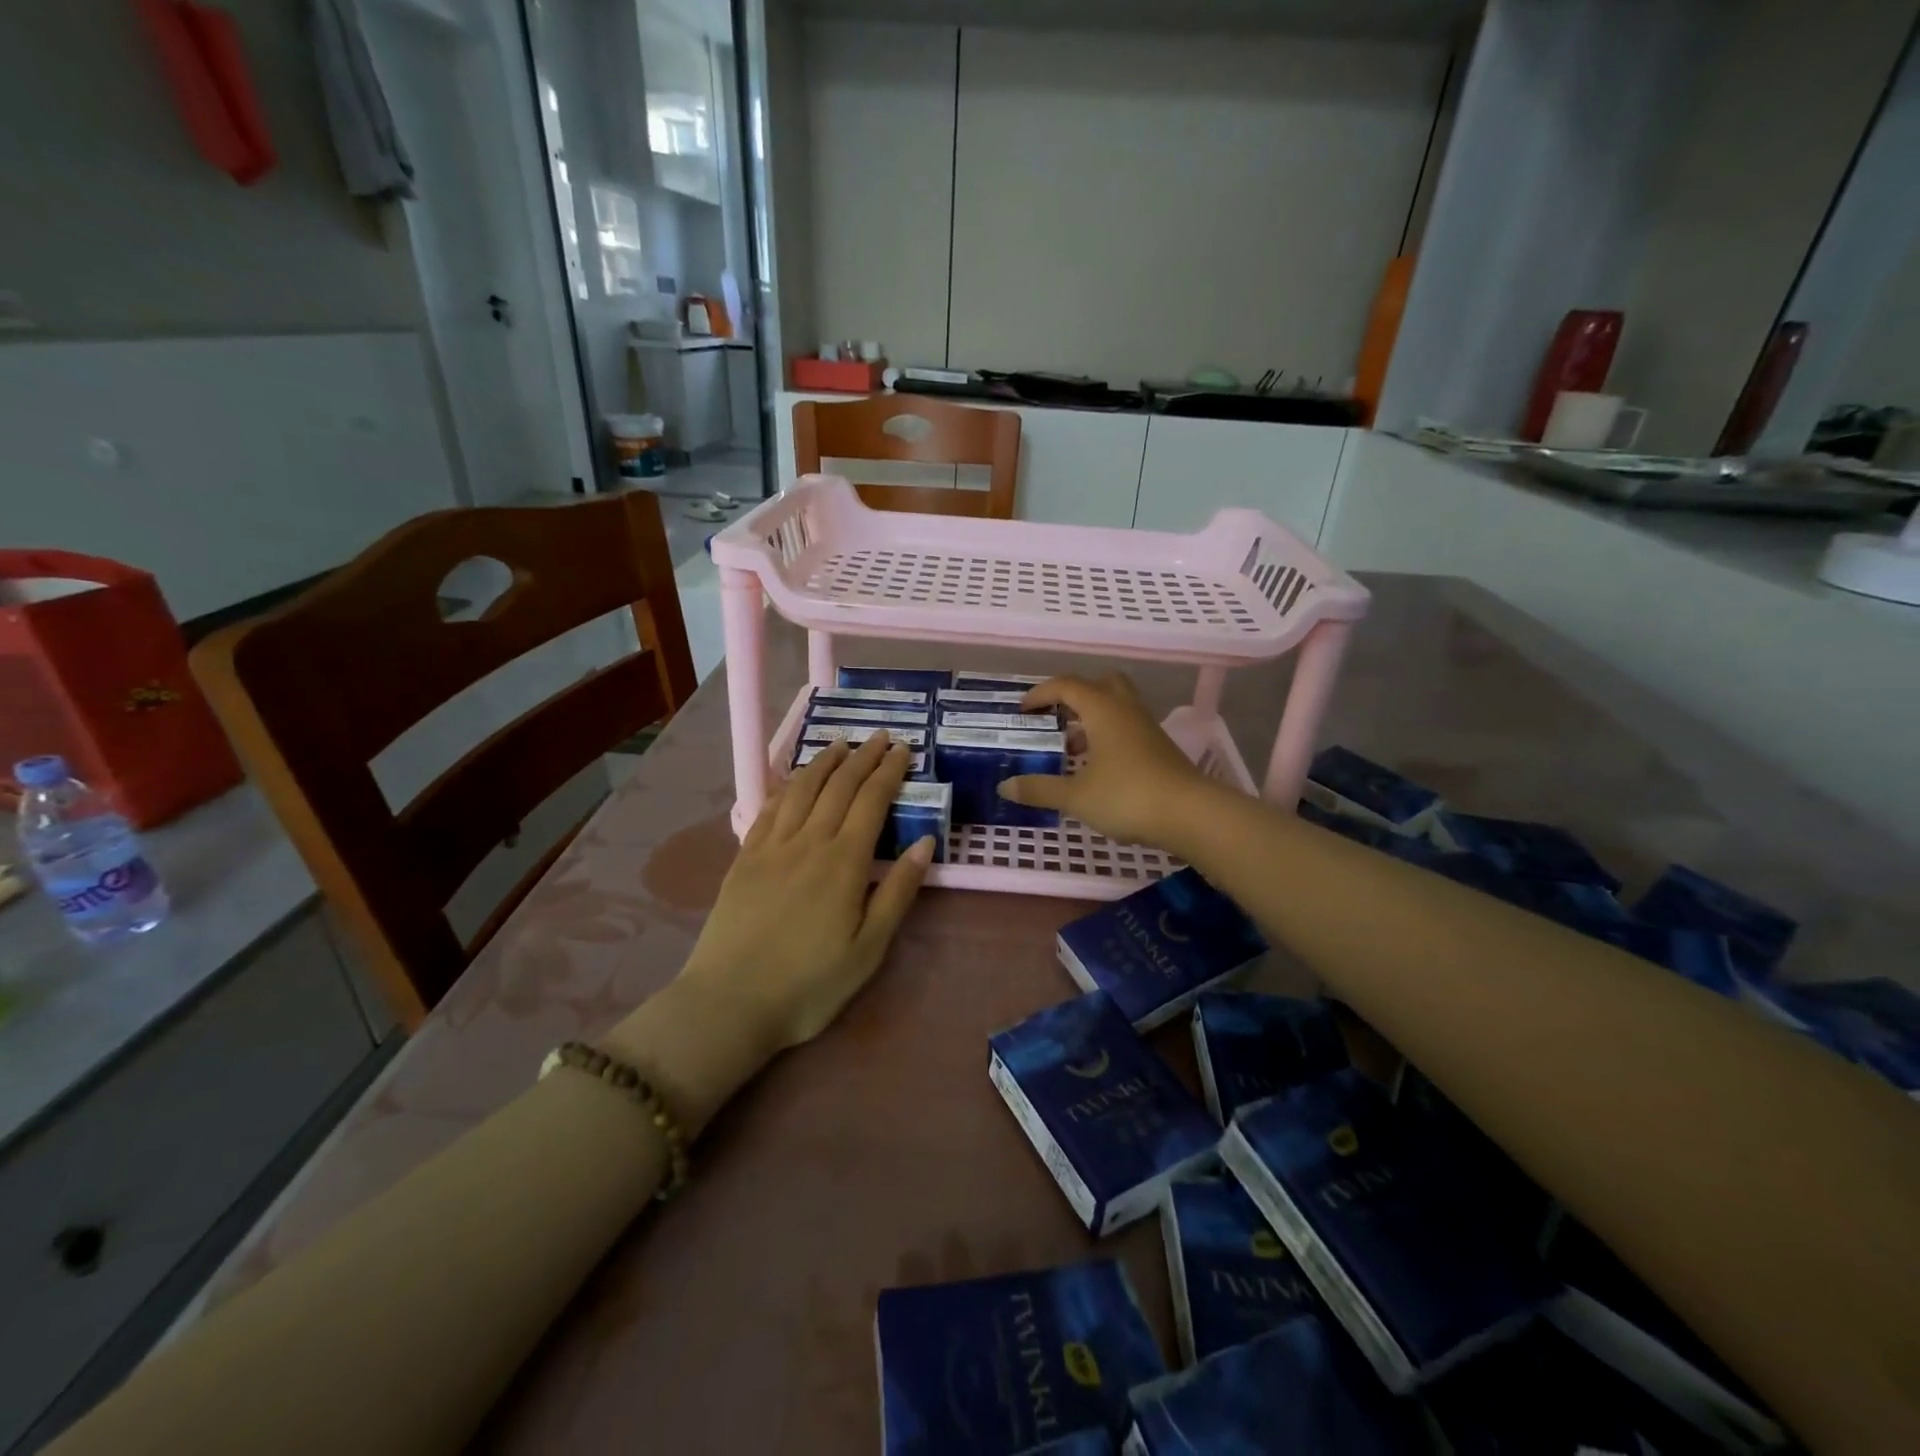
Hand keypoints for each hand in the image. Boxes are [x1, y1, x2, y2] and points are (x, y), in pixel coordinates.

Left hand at [683, 734, 932, 1045]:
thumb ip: (897, 892)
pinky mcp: (745, 858)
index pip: (871, 801)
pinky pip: (769, 808)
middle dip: (863, 757)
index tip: (903, 749)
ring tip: (840, 744)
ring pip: (802, 789)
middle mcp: (808, 842)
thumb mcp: (868, 949)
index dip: (889, 771)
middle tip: (880, 736)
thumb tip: (924, 843)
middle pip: (839, 786)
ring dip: (824, 762)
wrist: (730, 1002)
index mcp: (844, 863)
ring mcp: (771, 847)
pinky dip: (787, 785)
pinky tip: (794, 780)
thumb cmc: (809, 984)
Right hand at [998, 673, 1219, 848]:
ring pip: (1116, 707)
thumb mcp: (1076, 796)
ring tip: (1070, 748)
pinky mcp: (1159, 748)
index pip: (1066, 685)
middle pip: (1100, 684)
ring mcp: (1146, 728)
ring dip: (1091, 719)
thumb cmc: (1128, 796)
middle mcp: (1126, 709)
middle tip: (1054, 718)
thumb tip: (1005, 786)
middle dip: (1074, 696)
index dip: (1040, 694)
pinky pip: (1127, 728)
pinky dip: (1107, 737)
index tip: (1022, 711)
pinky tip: (1096, 767)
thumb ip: (1040, 789)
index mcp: (1102, 709)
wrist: (1192, 815)